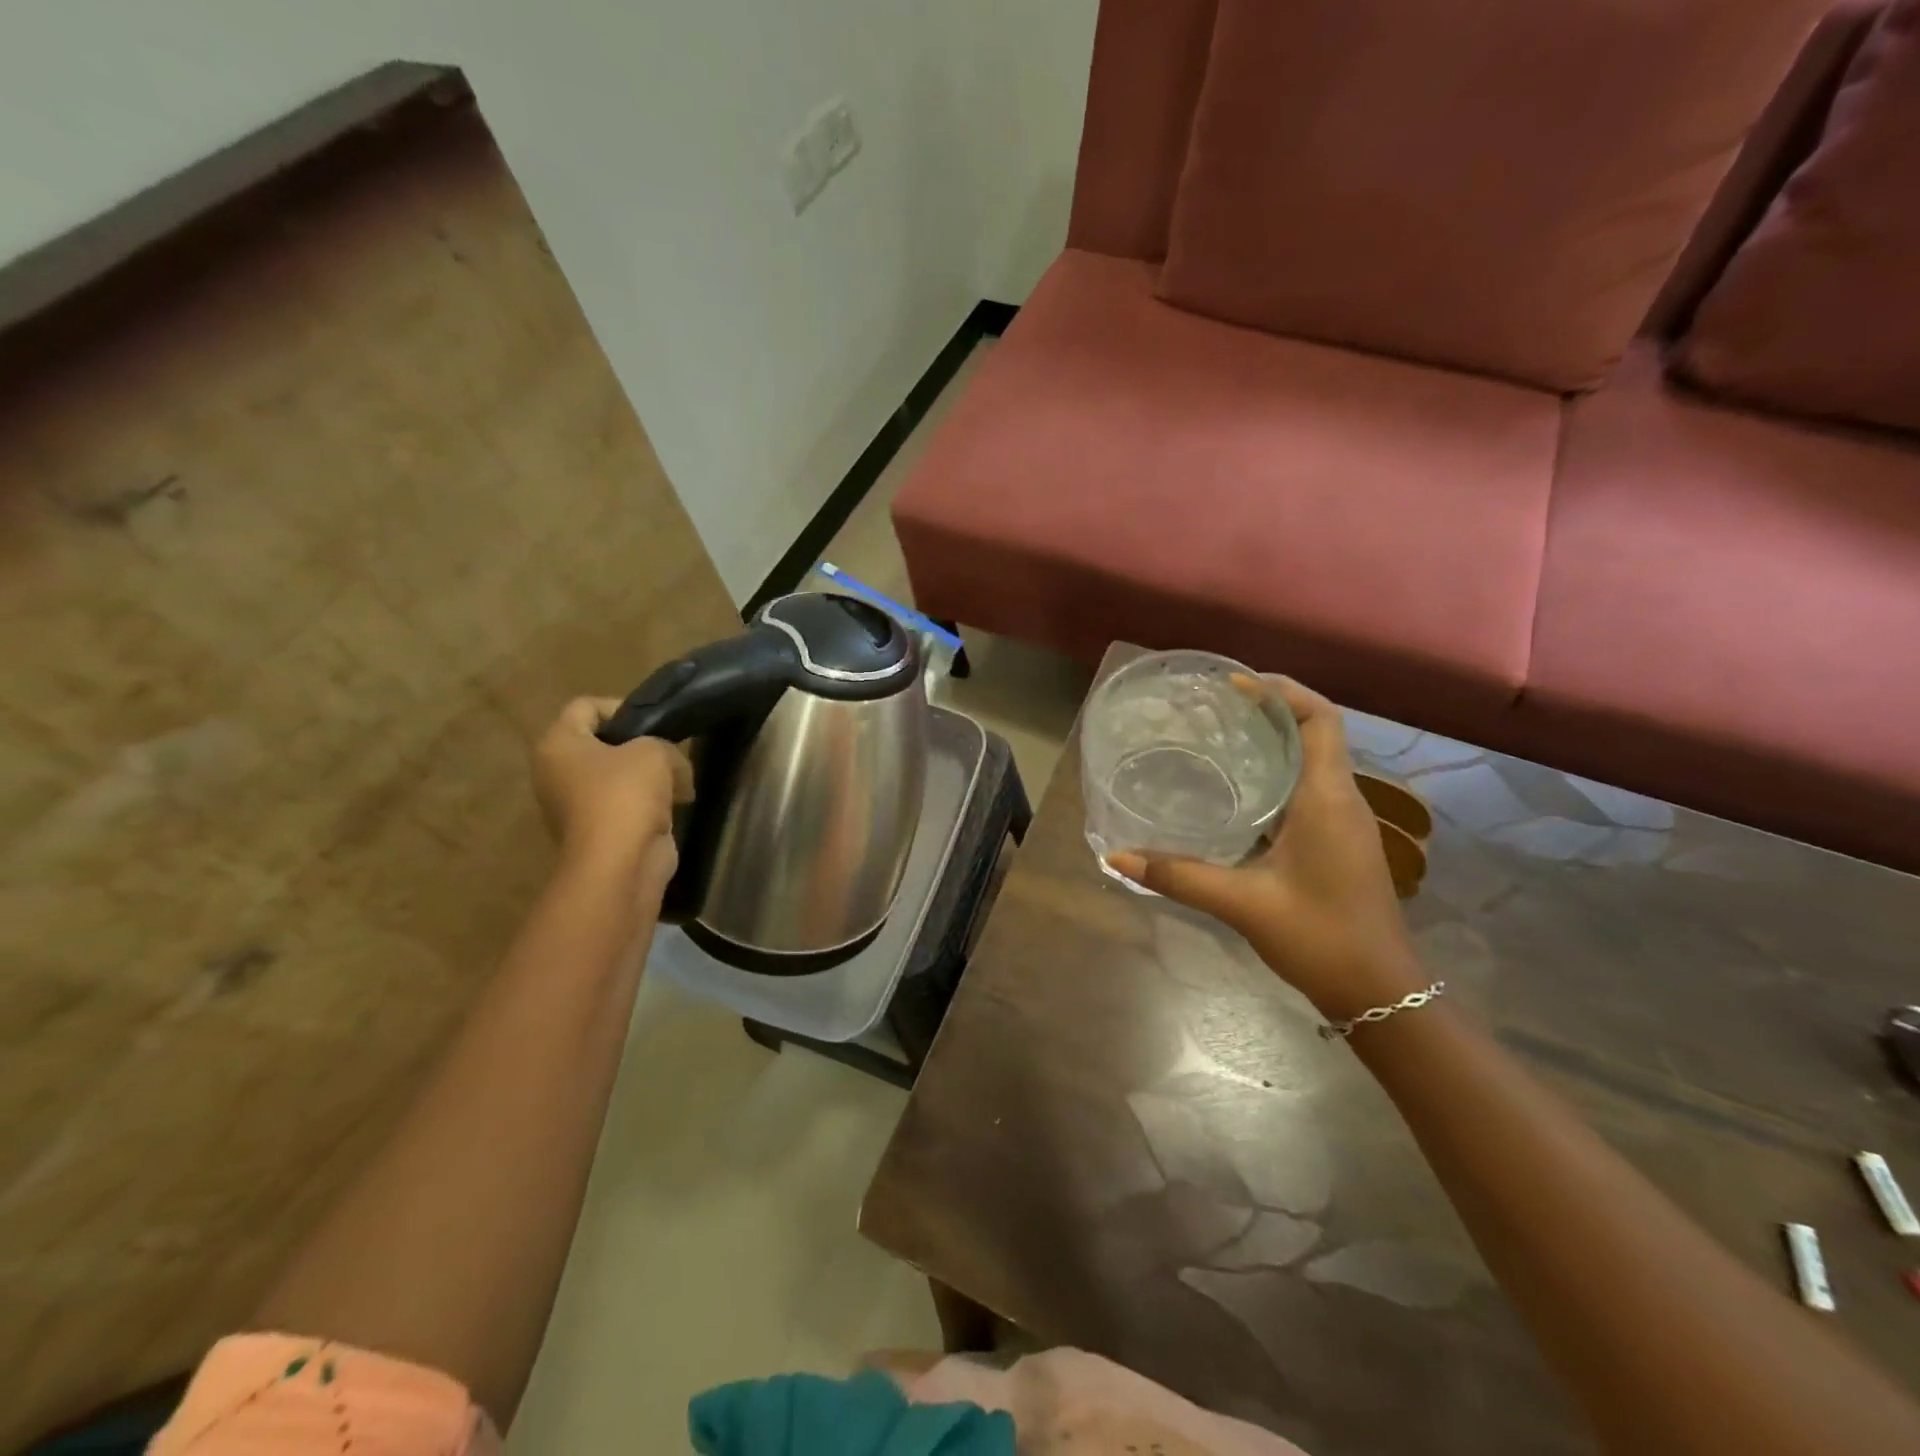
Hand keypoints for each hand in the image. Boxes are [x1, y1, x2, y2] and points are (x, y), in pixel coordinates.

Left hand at [533, 698, 692, 881]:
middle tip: (669, 750)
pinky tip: (675, 806)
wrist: (620, 864)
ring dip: (649, 777)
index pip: (585, 707)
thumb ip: (665, 745)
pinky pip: (625, 805)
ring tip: (679, 781)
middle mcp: (556, 773)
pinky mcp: (597, 831)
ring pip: (617, 776)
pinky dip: (649, 804)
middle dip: (639, 745)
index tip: (654, 722)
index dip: (621, 707)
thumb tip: (673, 769)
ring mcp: (575, 805)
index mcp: (558, 745)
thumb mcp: (655, 752)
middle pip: (602, 743)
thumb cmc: (626, 795)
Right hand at [1107, 676, 1421, 1019]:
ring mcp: (1345, 822)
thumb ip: (1178, 876)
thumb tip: (1115, 857)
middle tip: (1215, 705)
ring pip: (1314, 760)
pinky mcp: (1340, 842)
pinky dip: (1278, 773)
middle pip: (1316, 731)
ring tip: (1220, 735)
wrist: (1381, 993)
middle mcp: (1342, 800)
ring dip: (1275, 741)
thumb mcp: (1242, 903)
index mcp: (1327, 799)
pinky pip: (1310, 788)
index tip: (1235, 683)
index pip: (1319, 719)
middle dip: (1271, 709)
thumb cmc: (1320, 938)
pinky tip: (1238, 791)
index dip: (1282, 691)